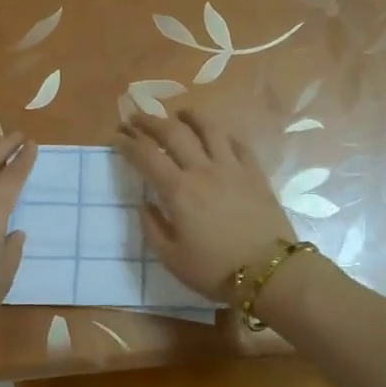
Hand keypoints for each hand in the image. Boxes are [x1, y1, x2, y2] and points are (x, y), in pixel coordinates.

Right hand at [116, 111, 296, 299]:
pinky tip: (217, 136)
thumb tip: (145, 204)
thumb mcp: (172, 258)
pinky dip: (222, 135)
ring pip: (209, 128)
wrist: (269, 272)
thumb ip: (153, 228)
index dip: (128, 142)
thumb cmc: (215, 270)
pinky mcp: (255, 173)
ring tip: (179, 114)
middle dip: (150, 121)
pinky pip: (237, 144)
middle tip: (137, 117)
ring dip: (190, 116)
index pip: (146, 155)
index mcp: (178, 191)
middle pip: (173, 133)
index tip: (117, 136)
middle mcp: (203, 170)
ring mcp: (232, 167)